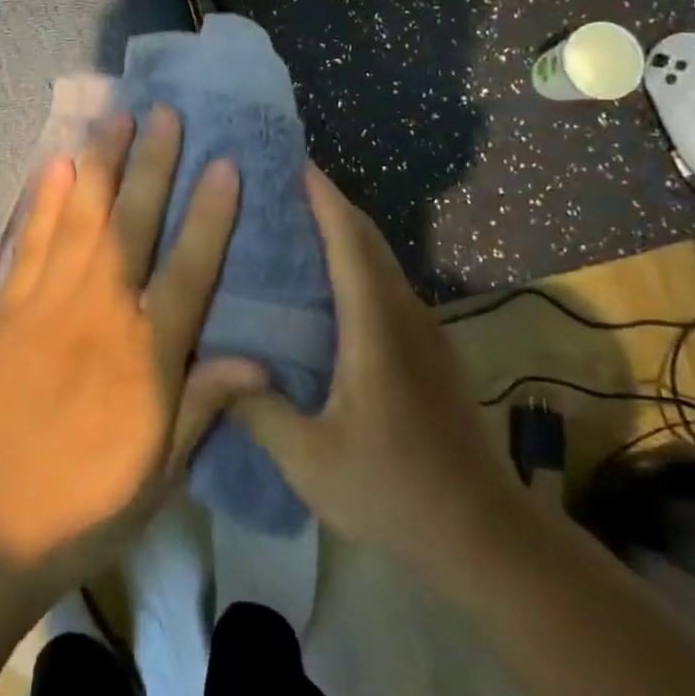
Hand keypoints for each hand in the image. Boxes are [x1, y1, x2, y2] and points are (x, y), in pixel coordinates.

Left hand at [0, 107, 265, 592]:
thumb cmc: (87, 505)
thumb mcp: (161, 471)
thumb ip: (206, 405)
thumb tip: (258, 359)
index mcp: (146, 356)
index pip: (189, 269)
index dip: (210, 214)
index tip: (225, 164)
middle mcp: (100, 314)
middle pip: (132, 224)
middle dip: (152, 165)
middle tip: (165, 114)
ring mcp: (48, 305)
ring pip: (81, 219)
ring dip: (100, 165)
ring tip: (115, 119)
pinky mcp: (8, 310)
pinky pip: (32, 243)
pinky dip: (45, 201)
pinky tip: (55, 165)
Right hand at [231, 166, 518, 573]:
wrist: (482, 533)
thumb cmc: (393, 492)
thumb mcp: (311, 461)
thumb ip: (258, 410)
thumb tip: (212, 367)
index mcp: (376, 330)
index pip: (350, 244)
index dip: (323, 198)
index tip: (292, 162)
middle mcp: (404, 316)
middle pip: (368, 240)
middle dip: (328, 202)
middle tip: (277, 184)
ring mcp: (423, 331)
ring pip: (380, 260)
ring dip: (343, 230)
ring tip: (292, 220)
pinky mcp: (429, 349)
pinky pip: (385, 284)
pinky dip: (354, 261)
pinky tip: (323, 281)